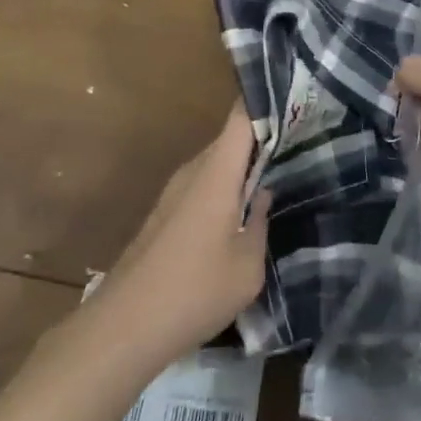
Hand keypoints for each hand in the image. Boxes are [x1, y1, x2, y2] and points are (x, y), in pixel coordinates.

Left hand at [96, 108, 270, 367]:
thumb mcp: (247, 268)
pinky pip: (201, 186)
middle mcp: (193, 171)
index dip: (264, 99)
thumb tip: (263, 196)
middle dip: (261, 138)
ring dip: (241, 168)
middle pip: (231, 139)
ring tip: (275, 177)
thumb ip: (261, 225)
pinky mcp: (163, 215)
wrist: (123, 328)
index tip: (292, 93)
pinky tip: (239, 215)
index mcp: (217, 172)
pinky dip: (224, 189)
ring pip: (216, 164)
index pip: (241, 116)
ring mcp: (174, 192)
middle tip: (297, 142)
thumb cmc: (194, 291)